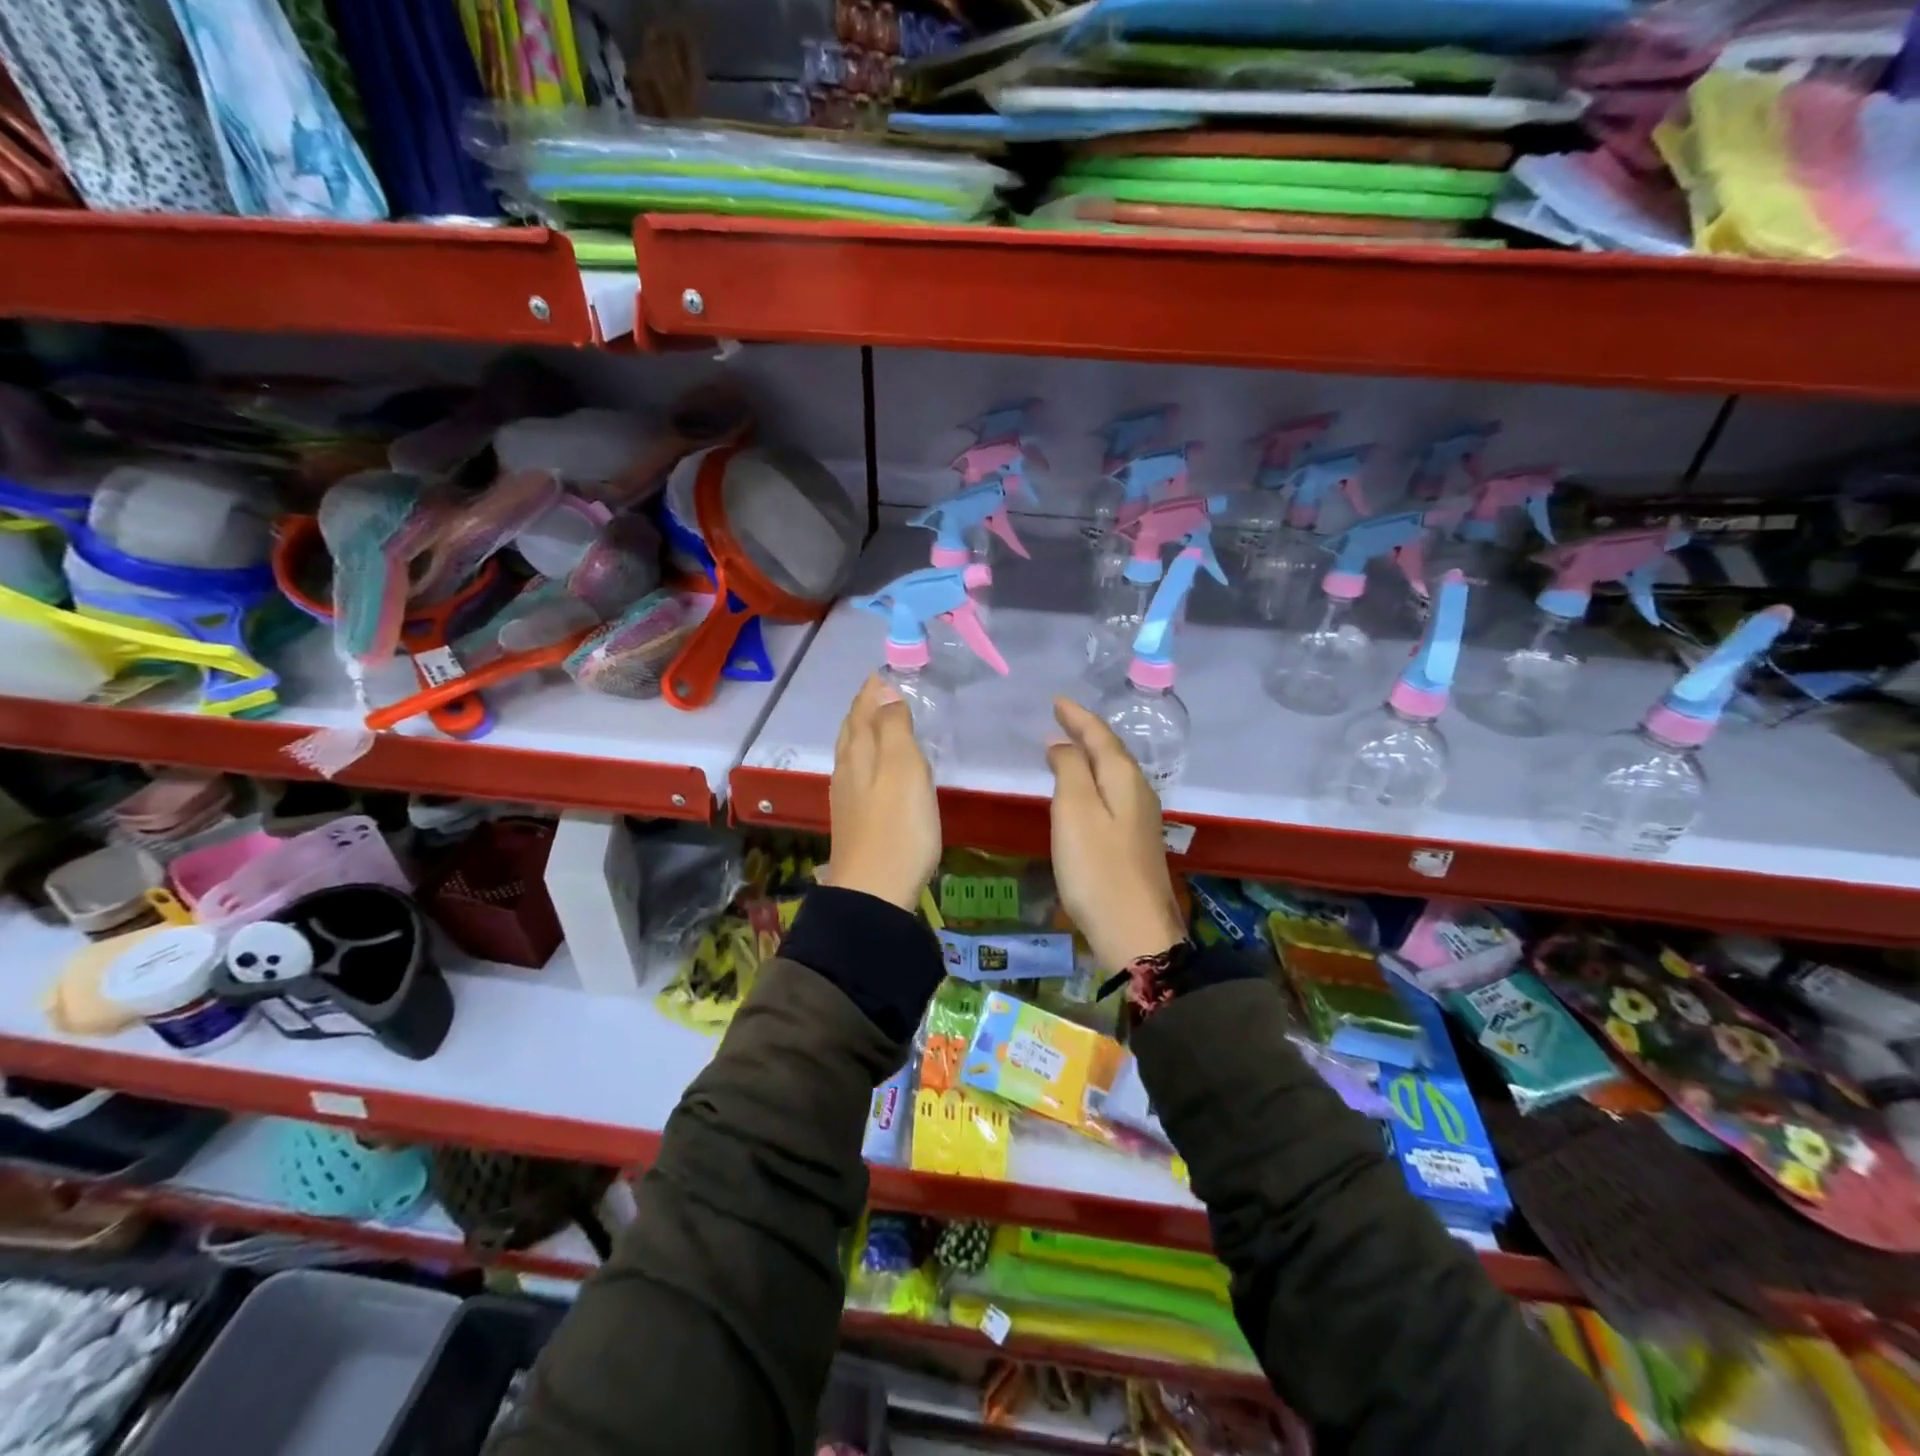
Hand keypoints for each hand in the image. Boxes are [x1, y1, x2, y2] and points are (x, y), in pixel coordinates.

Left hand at [821, 675, 940, 910]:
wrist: (874, 893)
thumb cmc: (897, 827)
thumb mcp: (904, 770)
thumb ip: (894, 728)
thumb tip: (885, 691)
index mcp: (859, 753)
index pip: (863, 709)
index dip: (873, 688)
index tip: (886, 670)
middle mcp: (847, 770)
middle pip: (852, 729)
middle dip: (864, 706)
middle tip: (881, 690)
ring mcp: (847, 797)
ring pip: (852, 752)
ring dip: (864, 731)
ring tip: (881, 721)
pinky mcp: (854, 820)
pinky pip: (858, 773)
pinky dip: (867, 757)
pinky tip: (877, 770)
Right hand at [1045, 697, 1185, 972]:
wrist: (1136, 934)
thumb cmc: (1097, 869)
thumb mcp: (1074, 813)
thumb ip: (1069, 770)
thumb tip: (1063, 743)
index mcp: (1124, 778)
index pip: (1100, 735)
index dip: (1077, 716)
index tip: (1056, 701)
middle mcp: (1139, 792)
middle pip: (1112, 751)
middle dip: (1087, 732)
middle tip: (1061, 719)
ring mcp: (1141, 819)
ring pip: (1114, 773)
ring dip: (1092, 756)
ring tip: (1069, 747)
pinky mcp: (1136, 842)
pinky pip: (1114, 795)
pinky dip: (1095, 781)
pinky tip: (1085, 792)